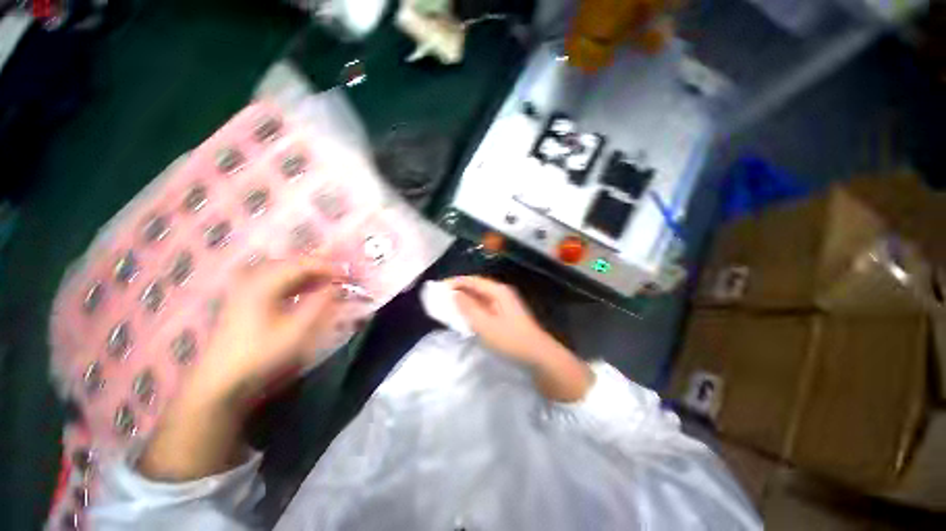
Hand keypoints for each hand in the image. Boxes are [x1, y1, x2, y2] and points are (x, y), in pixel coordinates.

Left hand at [191, 258, 351, 406]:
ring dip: (308, 275)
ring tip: (328, 282)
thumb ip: (320, 304)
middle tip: (340, 276)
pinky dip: (296, 284)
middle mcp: (253, 280)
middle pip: (291, 263)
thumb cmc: (261, 354)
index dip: (327, 266)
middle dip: (319, 267)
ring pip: (284, 272)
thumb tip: (336, 286)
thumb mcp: (297, 330)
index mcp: (263, 284)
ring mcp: (246, 290)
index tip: (348, 273)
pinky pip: (276, 283)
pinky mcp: (246, 301)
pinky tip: (307, 292)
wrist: (221, 382)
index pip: (301, 264)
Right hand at [449, 276, 592, 401]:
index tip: (439, 287)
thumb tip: (453, 293)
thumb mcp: (485, 325)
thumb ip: (468, 308)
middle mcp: (501, 293)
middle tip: (441, 297)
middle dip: (459, 290)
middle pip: (476, 287)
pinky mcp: (504, 314)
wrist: (538, 355)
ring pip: (480, 297)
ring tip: (449, 305)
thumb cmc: (511, 339)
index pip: (472, 280)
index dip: (455, 282)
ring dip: (465, 300)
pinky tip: (465, 315)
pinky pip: (484, 306)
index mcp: (498, 291)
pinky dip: (473, 308)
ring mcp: (504, 303)